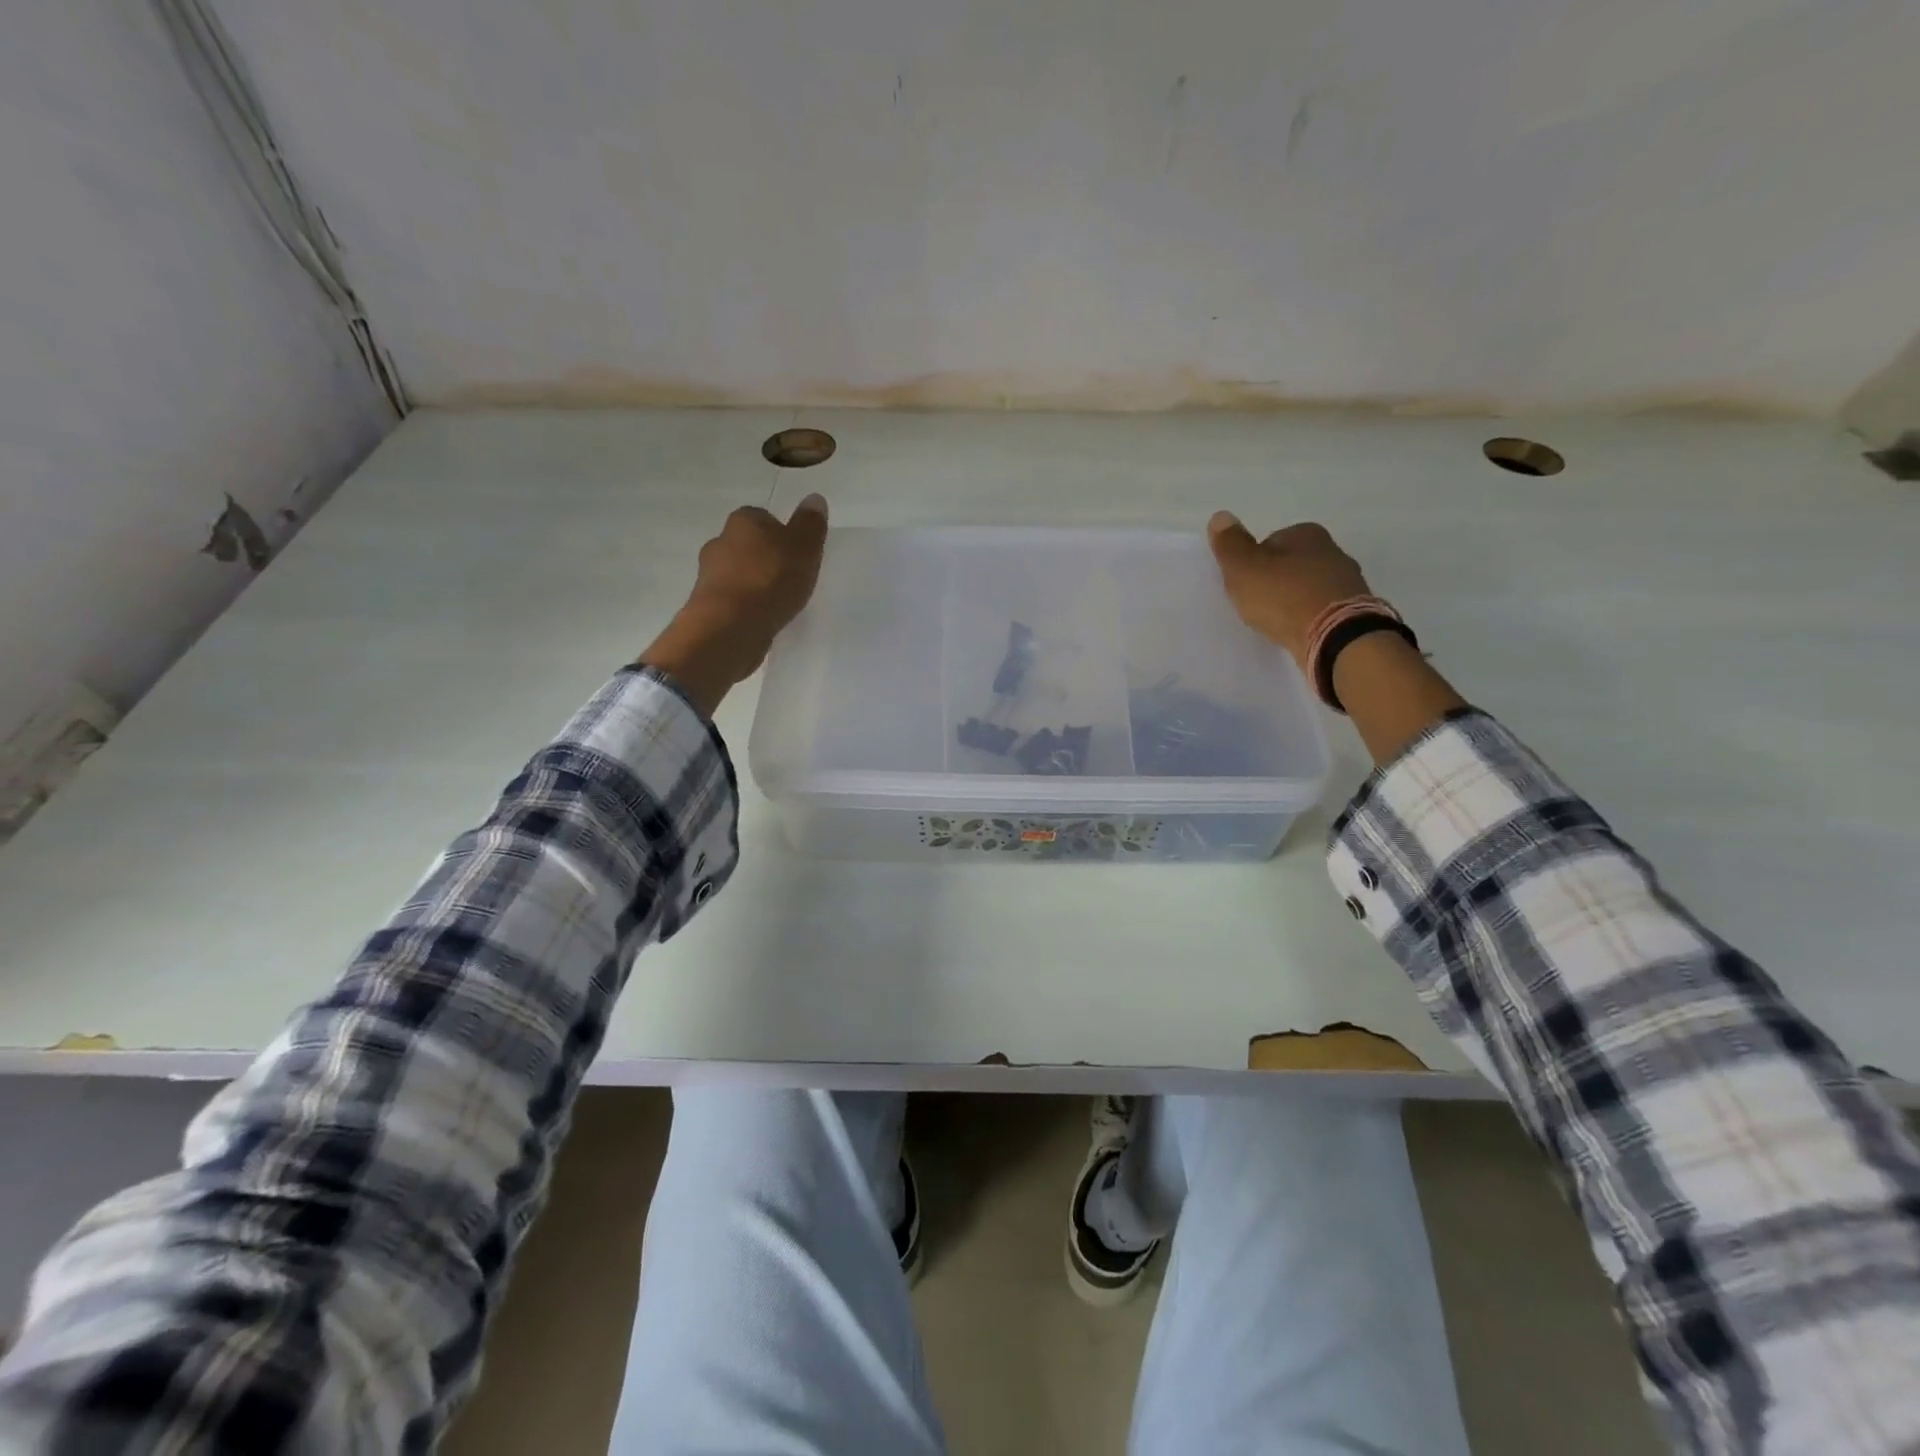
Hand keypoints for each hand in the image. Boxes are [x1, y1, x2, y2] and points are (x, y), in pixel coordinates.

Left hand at [640, 494, 828, 714]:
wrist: (731, 626)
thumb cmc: (771, 579)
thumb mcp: (804, 548)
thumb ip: (810, 524)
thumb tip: (814, 498)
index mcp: (743, 520)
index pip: (764, 517)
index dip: (782, 534)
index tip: (797, 554)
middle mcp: (720, 540)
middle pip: (748, 545)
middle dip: (765, 558)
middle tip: (789, 577)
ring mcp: (708, 574)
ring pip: (737, 572)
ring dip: (754, 583)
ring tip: (777, 602)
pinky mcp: (707, 605)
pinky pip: (732, 599)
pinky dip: (745, 605)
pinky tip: (761, 618)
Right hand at [1206, 513, 1370, 668]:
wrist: (1335, 637)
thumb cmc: (1283, 598)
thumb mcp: (1244, 569)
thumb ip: (1230, 544)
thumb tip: (1220, 516)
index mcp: (1306, 533)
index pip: (1269, 542)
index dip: (1252, 565)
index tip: (1244, 586)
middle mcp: (1332, 550)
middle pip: (1291, 564)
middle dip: (1275, 581)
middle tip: (1258, 605)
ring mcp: (1348, 580)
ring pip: (1308, 586)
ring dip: (1293, 600)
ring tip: (1277, 622)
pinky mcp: (1355, 609)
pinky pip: (1322, 608)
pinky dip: (1309, 617)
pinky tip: (1298, 631)